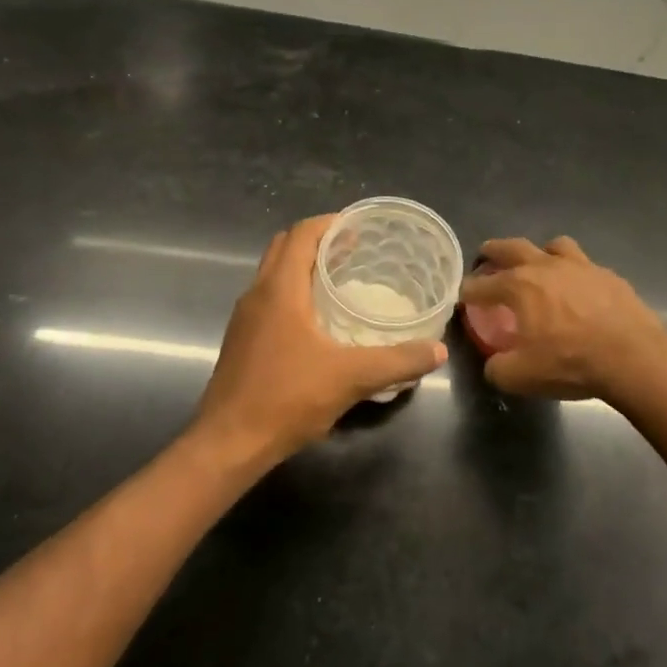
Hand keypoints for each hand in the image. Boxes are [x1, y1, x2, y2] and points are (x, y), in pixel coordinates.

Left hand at [195, 216, 447, 463]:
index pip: (301, 234)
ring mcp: (245, 318)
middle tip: (354, 250)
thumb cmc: (286, 398)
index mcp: (280, 289)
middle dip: (318, 240)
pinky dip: (293, 291)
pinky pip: (269, 298)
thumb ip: (397, 361)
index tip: (360, 227)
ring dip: (303, 266)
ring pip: (273, 273)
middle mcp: (257, 294)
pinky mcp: (242, 340)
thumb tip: (437, 351)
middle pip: (284, 247)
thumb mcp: (351, 378)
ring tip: (341, 278)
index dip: (330, 223)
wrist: (228, 443)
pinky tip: (318, 320)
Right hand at [460, 236, 666, 401]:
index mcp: (519, 286)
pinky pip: (585, 266)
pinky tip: (579, 291)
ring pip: (554, 245)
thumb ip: (498, 368)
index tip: (463, 298)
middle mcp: (546, 266)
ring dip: (541, 253)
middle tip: (486, 256)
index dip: (468, 291)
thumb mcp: (521, 377)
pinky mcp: (608, 276)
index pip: (482, 284)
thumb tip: (494, 364)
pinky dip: (575, 274)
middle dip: (494, 251)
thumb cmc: (570, 362)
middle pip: (512, 247)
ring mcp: (580, 266)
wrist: (632, 357)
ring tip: (540, 266)